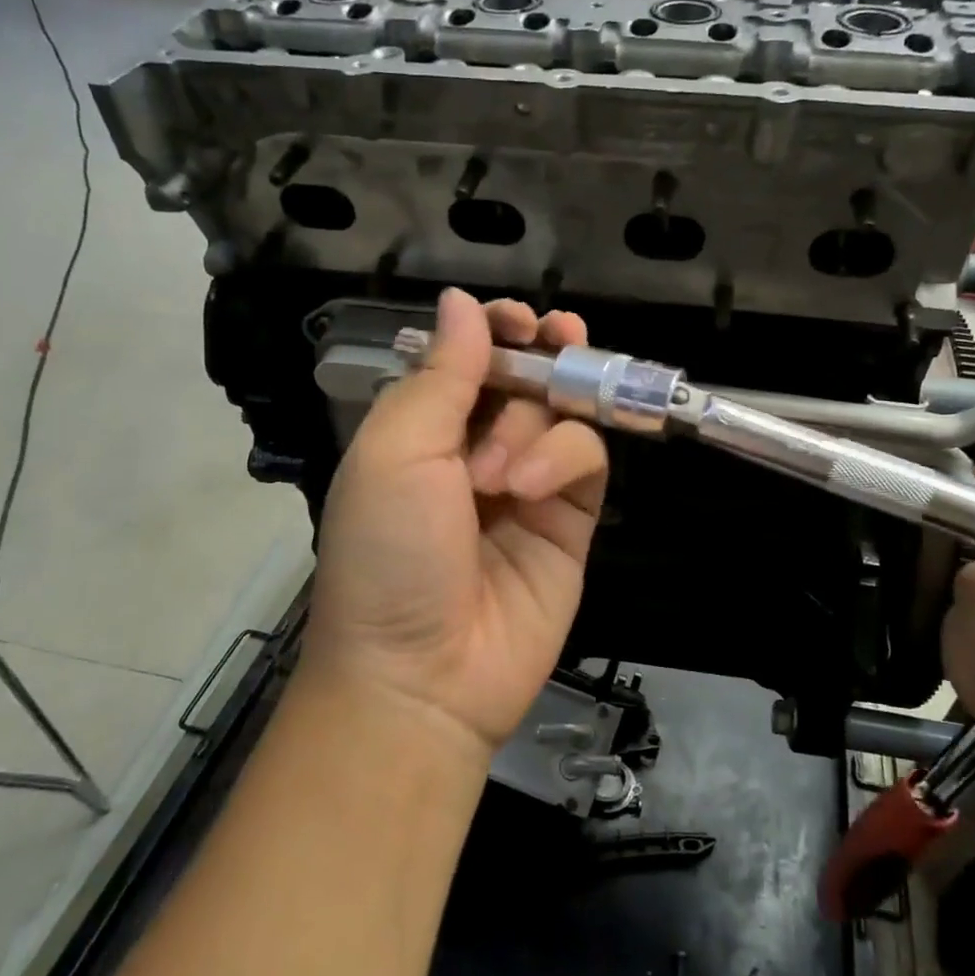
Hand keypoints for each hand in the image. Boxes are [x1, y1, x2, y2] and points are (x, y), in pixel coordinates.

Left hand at [304, 289, 608, 751]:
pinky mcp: (571, 516)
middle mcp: (477, 447)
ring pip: (560, 411)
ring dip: (534, 424)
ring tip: (499, 473)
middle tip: (558, 336)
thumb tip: (462, 301)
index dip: (496, 330)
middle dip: (542, 353)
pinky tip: (529, 487)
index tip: (518, 320)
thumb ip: (441, 373)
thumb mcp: (396, 450)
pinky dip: (563, 457)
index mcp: (424, 427)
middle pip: (527, 375)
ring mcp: (529, 482)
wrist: (422, 674)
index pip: (471, 357)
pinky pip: (586, 457)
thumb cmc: (388, 551)